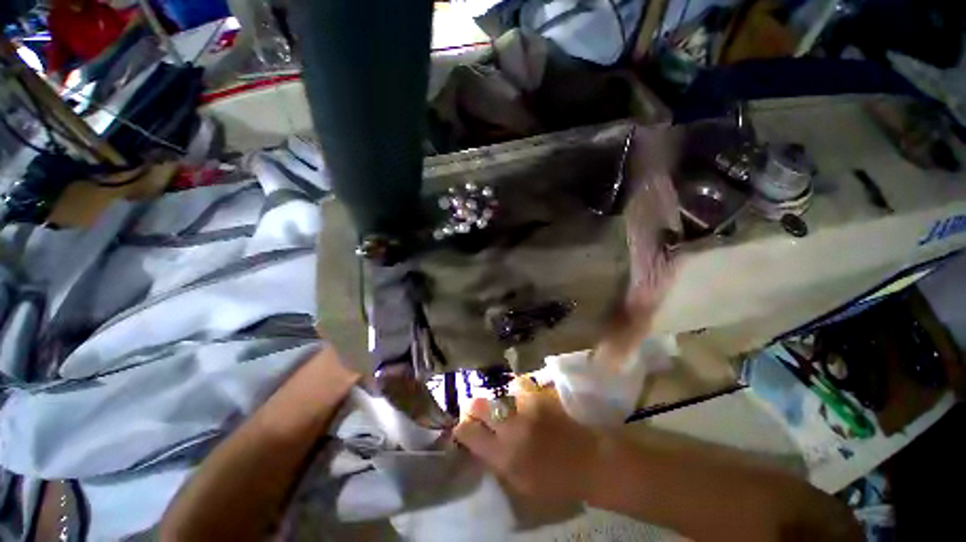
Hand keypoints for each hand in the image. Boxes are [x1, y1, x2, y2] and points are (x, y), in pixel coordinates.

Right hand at [453, 379, 602, 499]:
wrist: (588, 461)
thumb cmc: (554, 482)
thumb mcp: (519, 483)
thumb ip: (497, 462)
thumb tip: (480, 444)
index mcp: (502, 455)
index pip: (468, 433)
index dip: (462, 427)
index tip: (463, 427)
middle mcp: (509, 428)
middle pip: (478, 405)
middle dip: (472, 406)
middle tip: (477, 410)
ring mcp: (524, 409)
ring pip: (499, 392)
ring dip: (498, 399)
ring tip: (504, 404)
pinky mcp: (538, 396)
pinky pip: (520, 384)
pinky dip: (517, 389)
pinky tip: (521, 395)